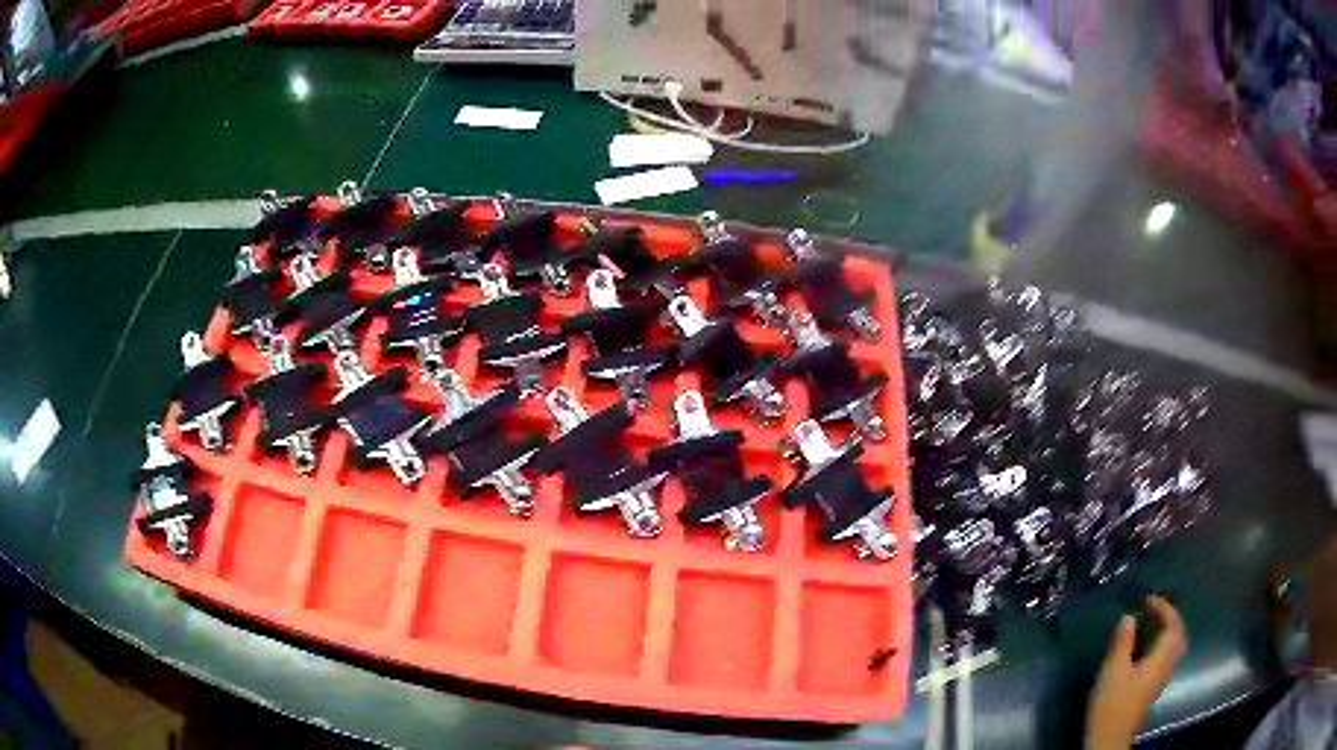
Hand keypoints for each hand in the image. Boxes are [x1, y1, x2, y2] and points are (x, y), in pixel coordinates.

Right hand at [1085, 596, 1188, 749]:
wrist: (1110, 737)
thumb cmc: (1113, 702)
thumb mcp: (1114, 670)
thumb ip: (1123, 642)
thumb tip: (1129, 617)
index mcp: (1161, 658)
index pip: (1173, 624)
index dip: (1164, 608)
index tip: (1148, 600)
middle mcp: (1167, 665)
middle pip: (1178, 635)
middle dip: (1169, 619)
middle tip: (1154, 610)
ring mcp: (1161, 679)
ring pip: (1173, 648)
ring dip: (1166, 632)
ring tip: (1149, 627)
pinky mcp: (1151, 689)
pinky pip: (1164, 658)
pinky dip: (1159, 646)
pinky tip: (1144, 651)